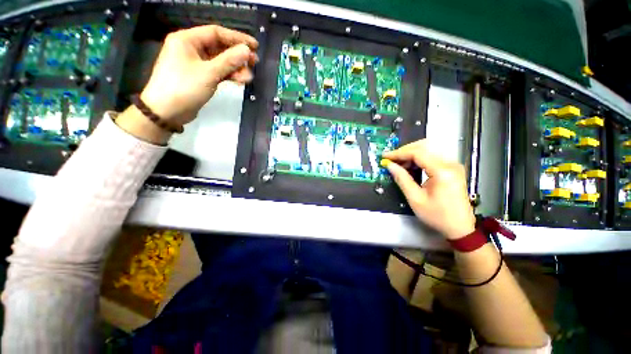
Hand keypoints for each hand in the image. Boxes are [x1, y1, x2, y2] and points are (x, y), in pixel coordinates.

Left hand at [141, 25, 258, 124]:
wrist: (166, 112)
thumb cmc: (184, 88)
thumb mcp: (209, 73)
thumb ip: (229, 61)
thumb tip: (247, 50)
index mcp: (187, 39)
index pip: (216, 33)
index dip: (237, 38)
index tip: (255, 46)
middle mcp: (191, 48)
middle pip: (219, 47)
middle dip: (238, 55)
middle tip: (254, 63)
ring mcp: (195, 63)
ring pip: (220, 61)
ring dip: (235, 68)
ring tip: (248, 78)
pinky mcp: (199, 77)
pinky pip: (217, 72)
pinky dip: (228, 75)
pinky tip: (240, 81)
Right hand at [382, 140, 475, 239]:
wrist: (460, 227)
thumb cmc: (437, 215)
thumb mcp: (415, 199)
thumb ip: (402, 179)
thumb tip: (390, 165)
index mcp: (442, 171)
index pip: (418, 153)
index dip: (399, 153)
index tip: (385, 156)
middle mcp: (450, 163)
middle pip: (424, 147)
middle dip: (404, 151)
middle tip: (391, 160)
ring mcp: (453, 165)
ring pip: (428, 150)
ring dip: (411, 154)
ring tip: (398, 164)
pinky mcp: (452, 168)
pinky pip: (432, 157)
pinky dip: (419, 159)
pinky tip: (410, 167)